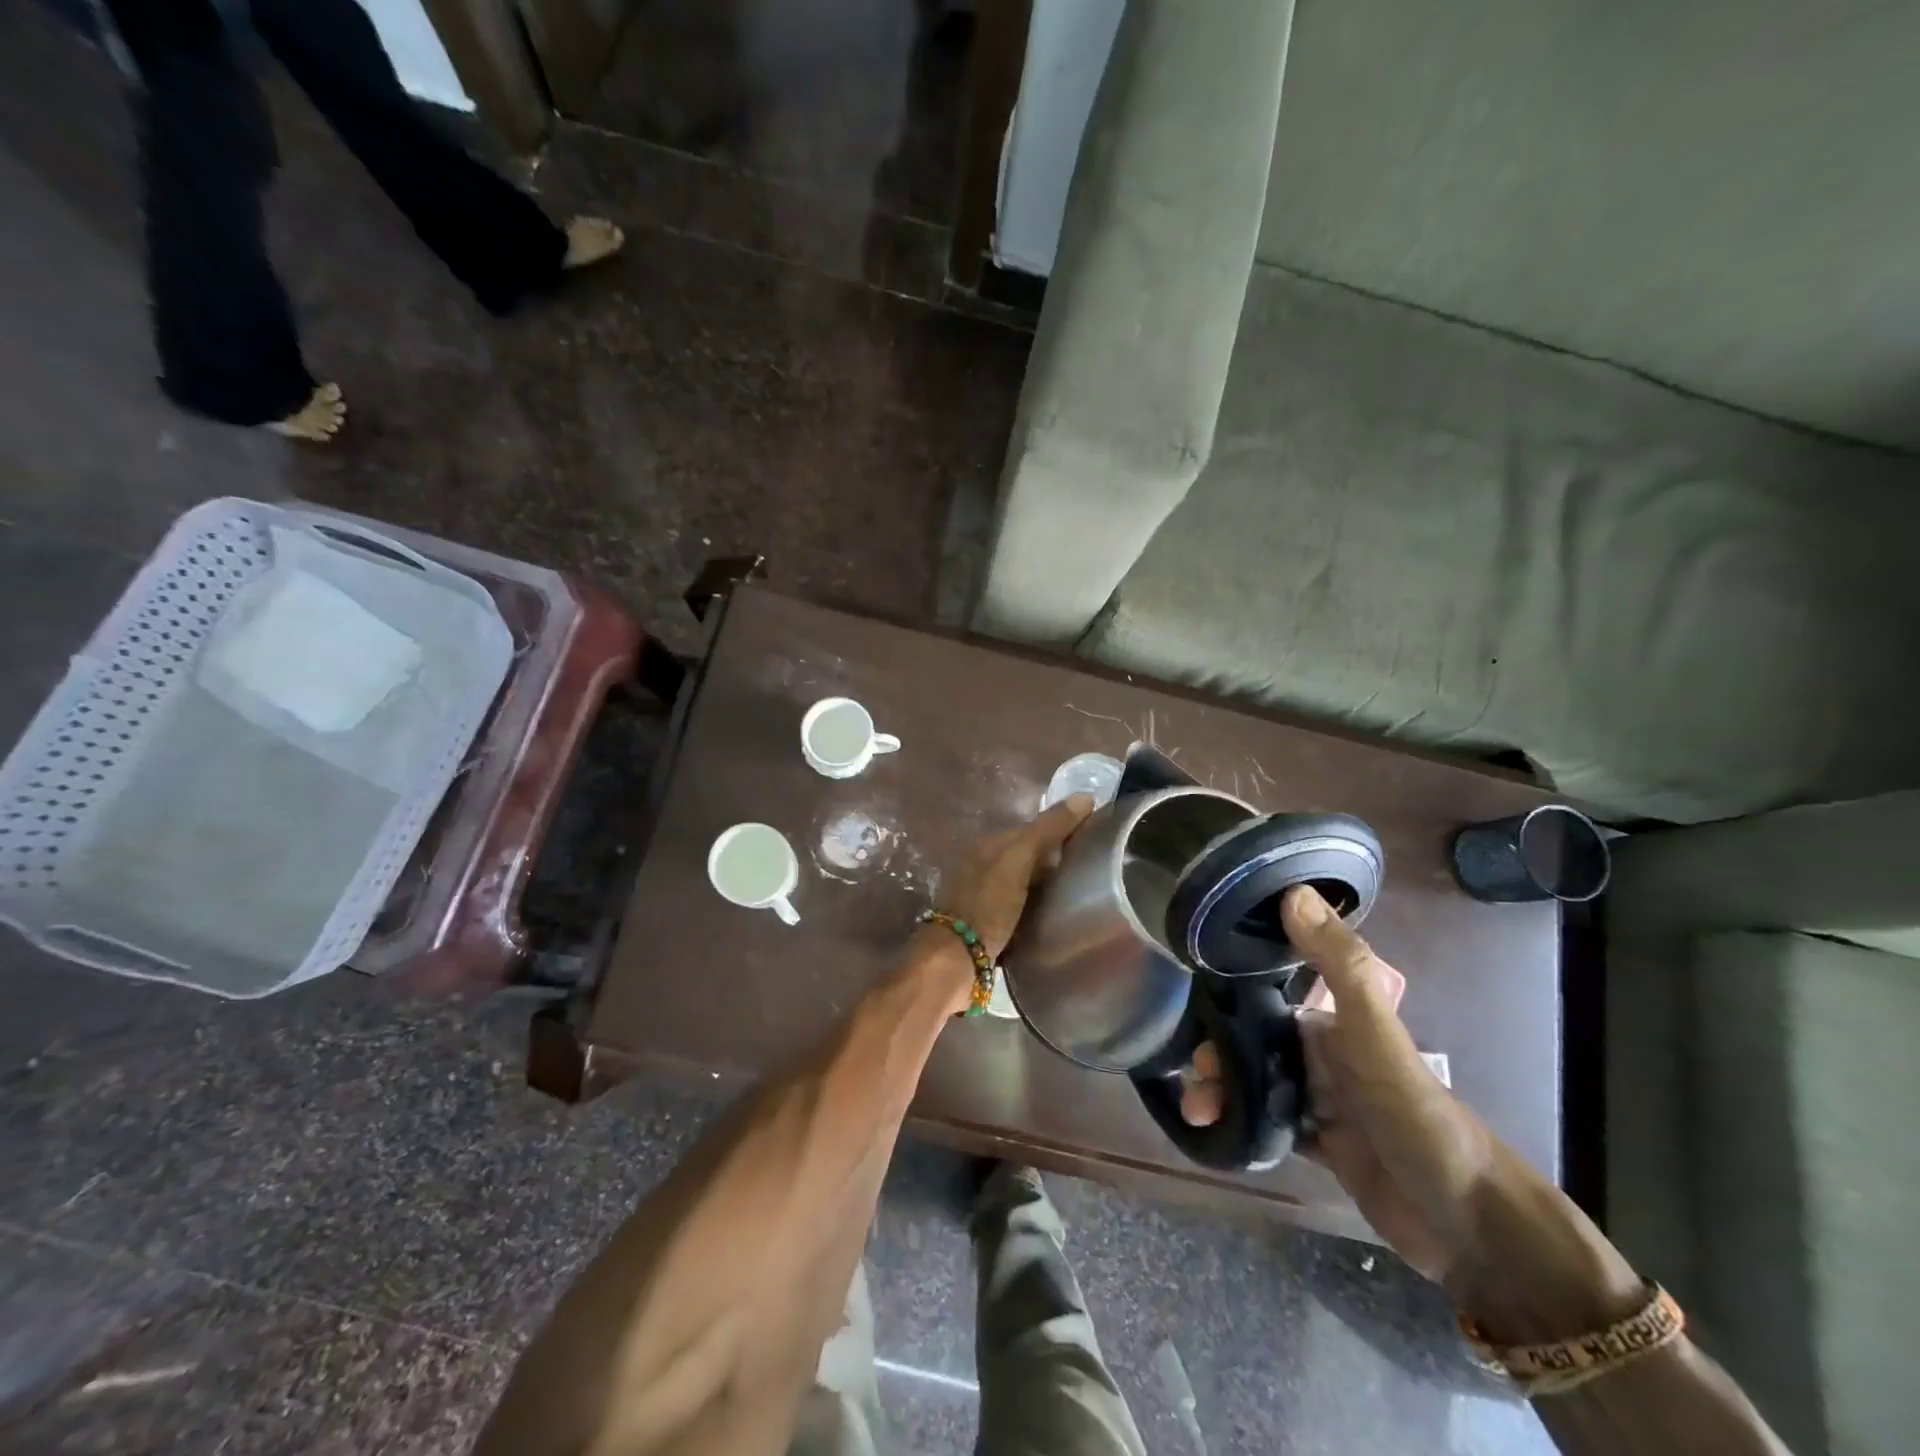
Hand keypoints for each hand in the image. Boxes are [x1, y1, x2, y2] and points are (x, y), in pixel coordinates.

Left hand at [943, 794, 1095, 960]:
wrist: (955, 960)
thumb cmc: (987, 905)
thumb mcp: (1017, 861)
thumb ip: (1047, 830)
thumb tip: (1084, 796)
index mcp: (987, 845)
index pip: (1032, 829)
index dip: (1061, 831)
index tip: (1093, 840)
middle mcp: (982, 866)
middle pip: (1028, 857)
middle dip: (1055, 861)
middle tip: (1093, 872)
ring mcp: (984, 896)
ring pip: (1025, 884)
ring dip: (1047, 887)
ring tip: (1081, 896)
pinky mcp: (989, 925)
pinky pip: (1021, 909)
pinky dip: (1038, 910)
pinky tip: (1056, 918)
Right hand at [1178, 885, 1496, 1284]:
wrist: (1467, 1224)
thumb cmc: (1415, 1116)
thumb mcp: (1375, 1034)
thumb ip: (1339, 965)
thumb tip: (1292, 892)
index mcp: (1334, 1022)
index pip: (1266, 996)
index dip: (1226, 999)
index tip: (1189, 1010)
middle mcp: (1324, 1055)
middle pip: (1254, 1043)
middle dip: (1218, 1054)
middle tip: (1192, 1077)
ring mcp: (1324, 1101)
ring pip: (1256, 1083)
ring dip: (1224, 1092)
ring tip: (1197, 1111)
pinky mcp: (1324, 1145)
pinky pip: (1269, 1124)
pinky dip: (1242, 1124)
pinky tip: (1215, 1132)